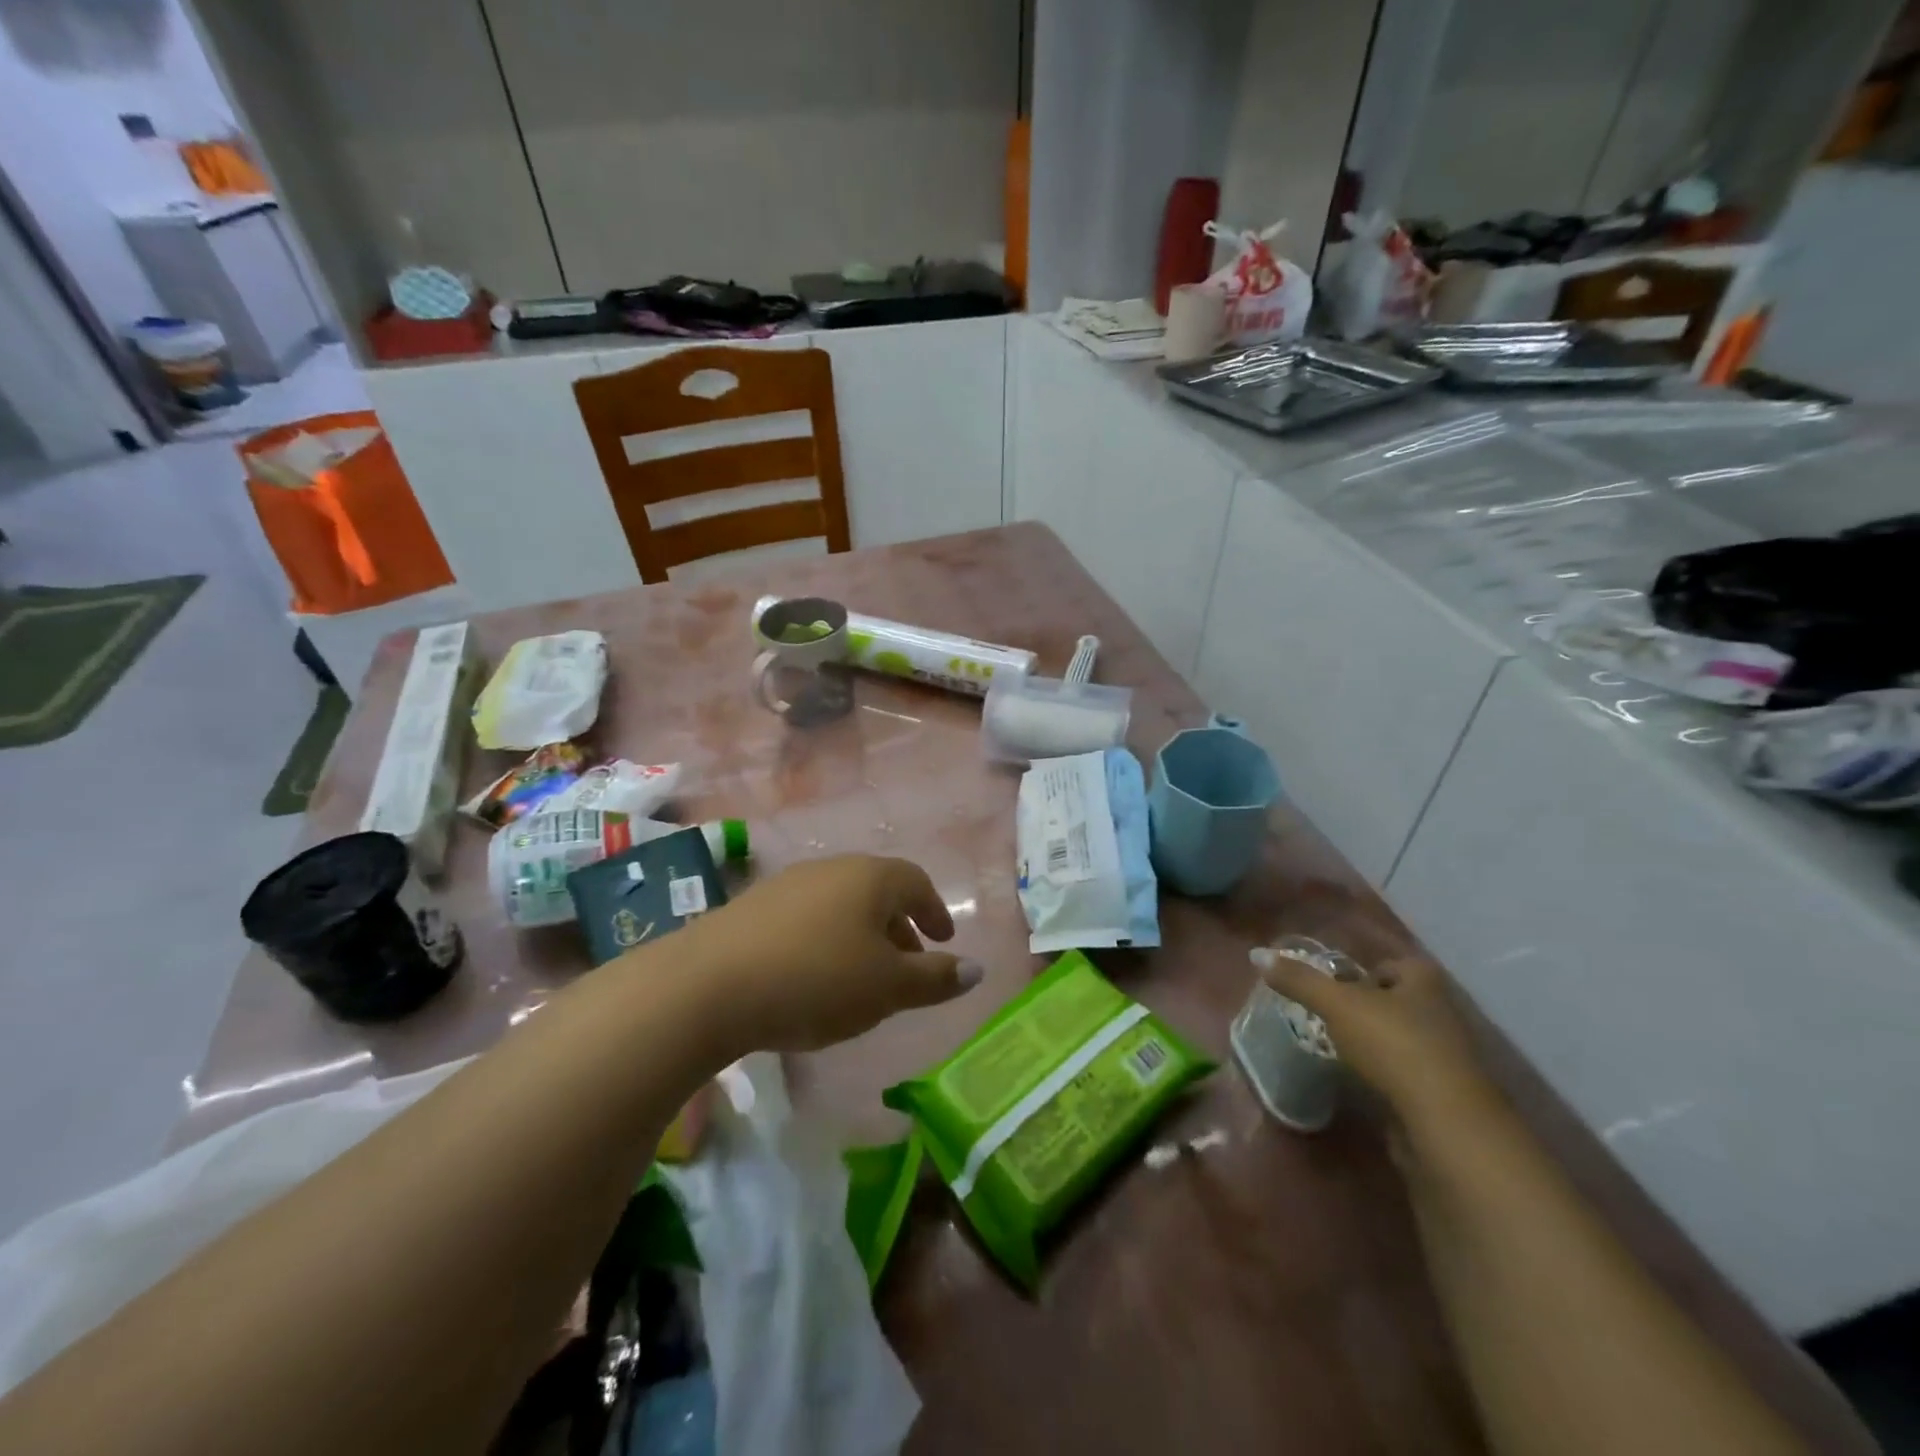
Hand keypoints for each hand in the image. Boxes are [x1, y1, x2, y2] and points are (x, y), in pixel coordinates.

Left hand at [674, 854, 982, 1053]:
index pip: (916, 882)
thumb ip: (935, 978)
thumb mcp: (887, 987)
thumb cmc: (816, 980)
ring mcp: (787, 884)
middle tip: (908, 964)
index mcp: (870, 878)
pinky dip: (825, 941)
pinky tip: (813, 977)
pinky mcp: (752, 908)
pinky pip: (807, 918)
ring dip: (861, 936)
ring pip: (840, 905)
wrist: (707, 984)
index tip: (944, 940)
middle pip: (877, 891)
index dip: (935, 910)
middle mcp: (831, 869)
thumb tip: (977, 969)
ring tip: (863, 977)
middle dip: (899, 927)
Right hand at [1252, 945, 1495, 1127]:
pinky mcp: (1445, 1093)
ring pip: (1401, 1037)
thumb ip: (1298, 980)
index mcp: (1424, 981)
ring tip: (1339, 1049)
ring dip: (1375, 1042)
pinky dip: (1386, 1074)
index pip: (1391, 964)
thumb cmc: (1393, 1045)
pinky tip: (1363, 1081)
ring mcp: (1447, 1055)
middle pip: (1396, 1000)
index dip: (1363, 972)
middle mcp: (1442, 1011)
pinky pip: (1407, 1072)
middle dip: (1366, 1007)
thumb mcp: (1336, 1004)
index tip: (1335, 988)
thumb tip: (1257, 954)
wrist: (1445, 1122)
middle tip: (1330, 1016)